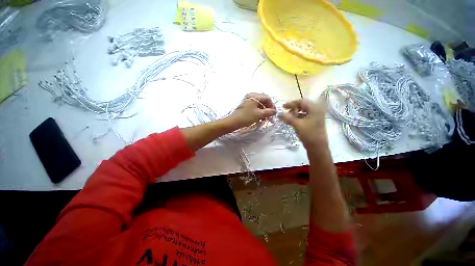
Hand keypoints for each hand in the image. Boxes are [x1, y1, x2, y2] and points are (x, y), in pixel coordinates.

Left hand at [226, 93, 276, 130]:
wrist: (233, 122)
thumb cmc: (246, 117)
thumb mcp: (259, 115)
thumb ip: (268, 112)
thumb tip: (275, 111)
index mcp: (254, 96)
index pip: (267, 98)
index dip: (272, 105)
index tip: (274, 113)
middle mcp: (251, 96)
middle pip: (263, 100)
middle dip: (268, 109)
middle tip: (270, 116)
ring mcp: (248, 101)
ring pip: (259, 104)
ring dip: (264, 111)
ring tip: (265, 119)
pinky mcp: (246, 105)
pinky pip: (255, 107)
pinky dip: (259, 112)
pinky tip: (260, 118)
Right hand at [279, 99, 326, 146]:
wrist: (317, 147)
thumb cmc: (309, 134)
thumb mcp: (297, 125)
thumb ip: (288, 118)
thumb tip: (279, 114)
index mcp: (314, 109)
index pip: (301, 101)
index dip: (291, 103)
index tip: (282, 107)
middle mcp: (316, 110)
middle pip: (302, 106)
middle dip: (293, 109)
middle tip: (285, 113)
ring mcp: (315, 116)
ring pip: (303, 111)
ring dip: (294, 114)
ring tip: (288, 118)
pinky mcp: (313, 122)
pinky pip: (304, 116)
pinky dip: (297, 118)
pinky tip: (292, 122)